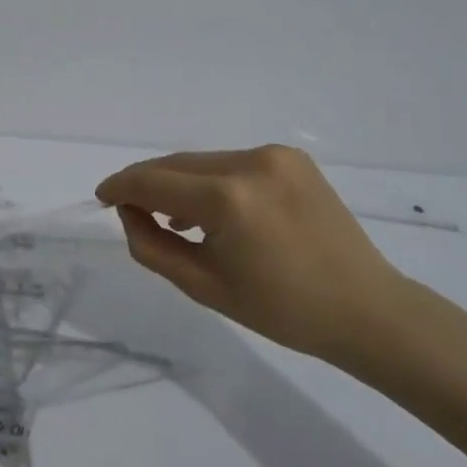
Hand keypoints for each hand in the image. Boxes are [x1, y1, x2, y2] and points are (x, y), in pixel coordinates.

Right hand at [95, 145, 405, 363]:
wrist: (366, 309)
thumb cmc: (281, 310)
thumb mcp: (203, 286)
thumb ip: (152, 245)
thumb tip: (128, 212)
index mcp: (227, 199)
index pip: (153, 181)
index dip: (120, 186)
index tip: (101, 196)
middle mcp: (249, 163)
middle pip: (175, 165)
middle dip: (146, 183)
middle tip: (128, 208)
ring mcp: (274, 155)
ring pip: (203, 161)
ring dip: (179, 182)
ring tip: (171, 218)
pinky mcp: (292, 158)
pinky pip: (232, 163)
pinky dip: (211, 181)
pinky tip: (210, 209)